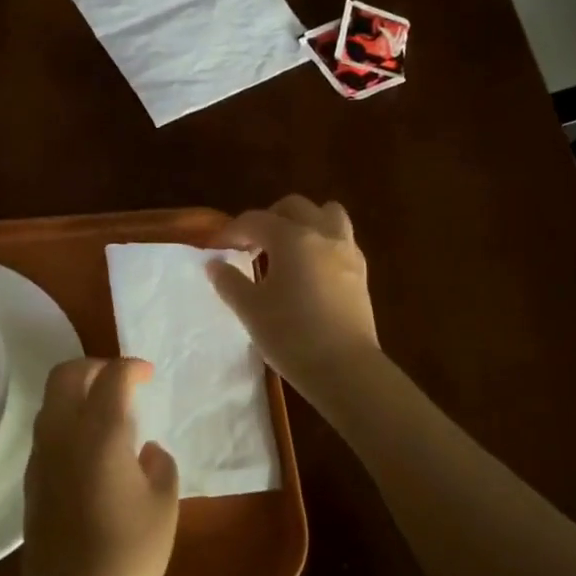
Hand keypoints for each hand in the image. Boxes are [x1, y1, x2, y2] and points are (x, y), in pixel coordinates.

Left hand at [17, 358, 178, 575]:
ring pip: (52, 400)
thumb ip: (159, 465)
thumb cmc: (129, 556)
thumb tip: (145, 451)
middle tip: (120, 381)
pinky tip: (92, 449)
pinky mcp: (31, 479)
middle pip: (67, 374)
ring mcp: (41, 456)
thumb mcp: (163, 506)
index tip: (148, 376)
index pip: (112, 377)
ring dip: (78, 392)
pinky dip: (68, 420)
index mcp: (100, 433)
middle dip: (95, 367)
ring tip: (108, 413)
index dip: (132, 368)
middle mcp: (64, 434)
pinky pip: (48, 430)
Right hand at [207, 195, 380, 396]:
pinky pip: (341, 240)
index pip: (255, 220)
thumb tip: (215, 264)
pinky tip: (310, 269)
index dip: (232, 231)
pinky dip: (322, 242)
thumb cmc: (291, 335)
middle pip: (294, 207)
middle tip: (251, 244)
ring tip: (287, 248)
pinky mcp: (361, 272)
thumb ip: (229, 282)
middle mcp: (322, 234)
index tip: (216, 248)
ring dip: (304, 222)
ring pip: (327, 214)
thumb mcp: (250, 309)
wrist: (345, 369)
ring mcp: (347, 251)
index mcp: (292, 238)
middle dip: (269, 218)